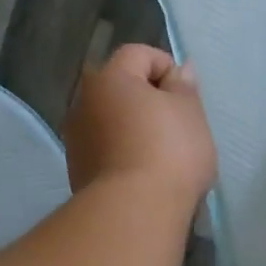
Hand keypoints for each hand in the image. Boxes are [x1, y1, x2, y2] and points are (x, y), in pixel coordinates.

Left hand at [65, 44, 216, 208]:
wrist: (134, 212)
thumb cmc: (169, 152)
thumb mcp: (190, 113)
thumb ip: (184, 87)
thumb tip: (179, 70)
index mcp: (109, 78)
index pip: (138, 54)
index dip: (166, 67)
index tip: (185, 97)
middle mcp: (83, 102)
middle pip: (120, 88)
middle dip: (148, 100)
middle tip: (178, 125)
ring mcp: (76, 139)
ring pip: (111, 121)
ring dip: (134, 129)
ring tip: (163, 155)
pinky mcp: (76, 171)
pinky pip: (105, 150)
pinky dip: (124, 154)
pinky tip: (145, 175)